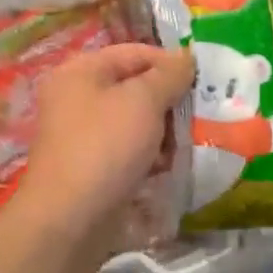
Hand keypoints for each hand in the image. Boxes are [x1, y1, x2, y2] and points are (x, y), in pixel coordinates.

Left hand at [14, 44, 193, 250]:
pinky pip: (128, 149)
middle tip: (199, 114)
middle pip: (135, 87)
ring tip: (187, 144)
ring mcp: (82, 135)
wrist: (69, 220)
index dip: (170, 62)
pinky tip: (168, 166)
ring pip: (135, 121)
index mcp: (81, 72)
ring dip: (164, 130)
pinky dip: (149, 154)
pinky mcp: (91, 166)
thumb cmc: (106, 147)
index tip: (203, 80)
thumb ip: (169, 74)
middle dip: (169, 100)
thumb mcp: (143, 101)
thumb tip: (187, 57)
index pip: (134, 53)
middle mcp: (76, 98)